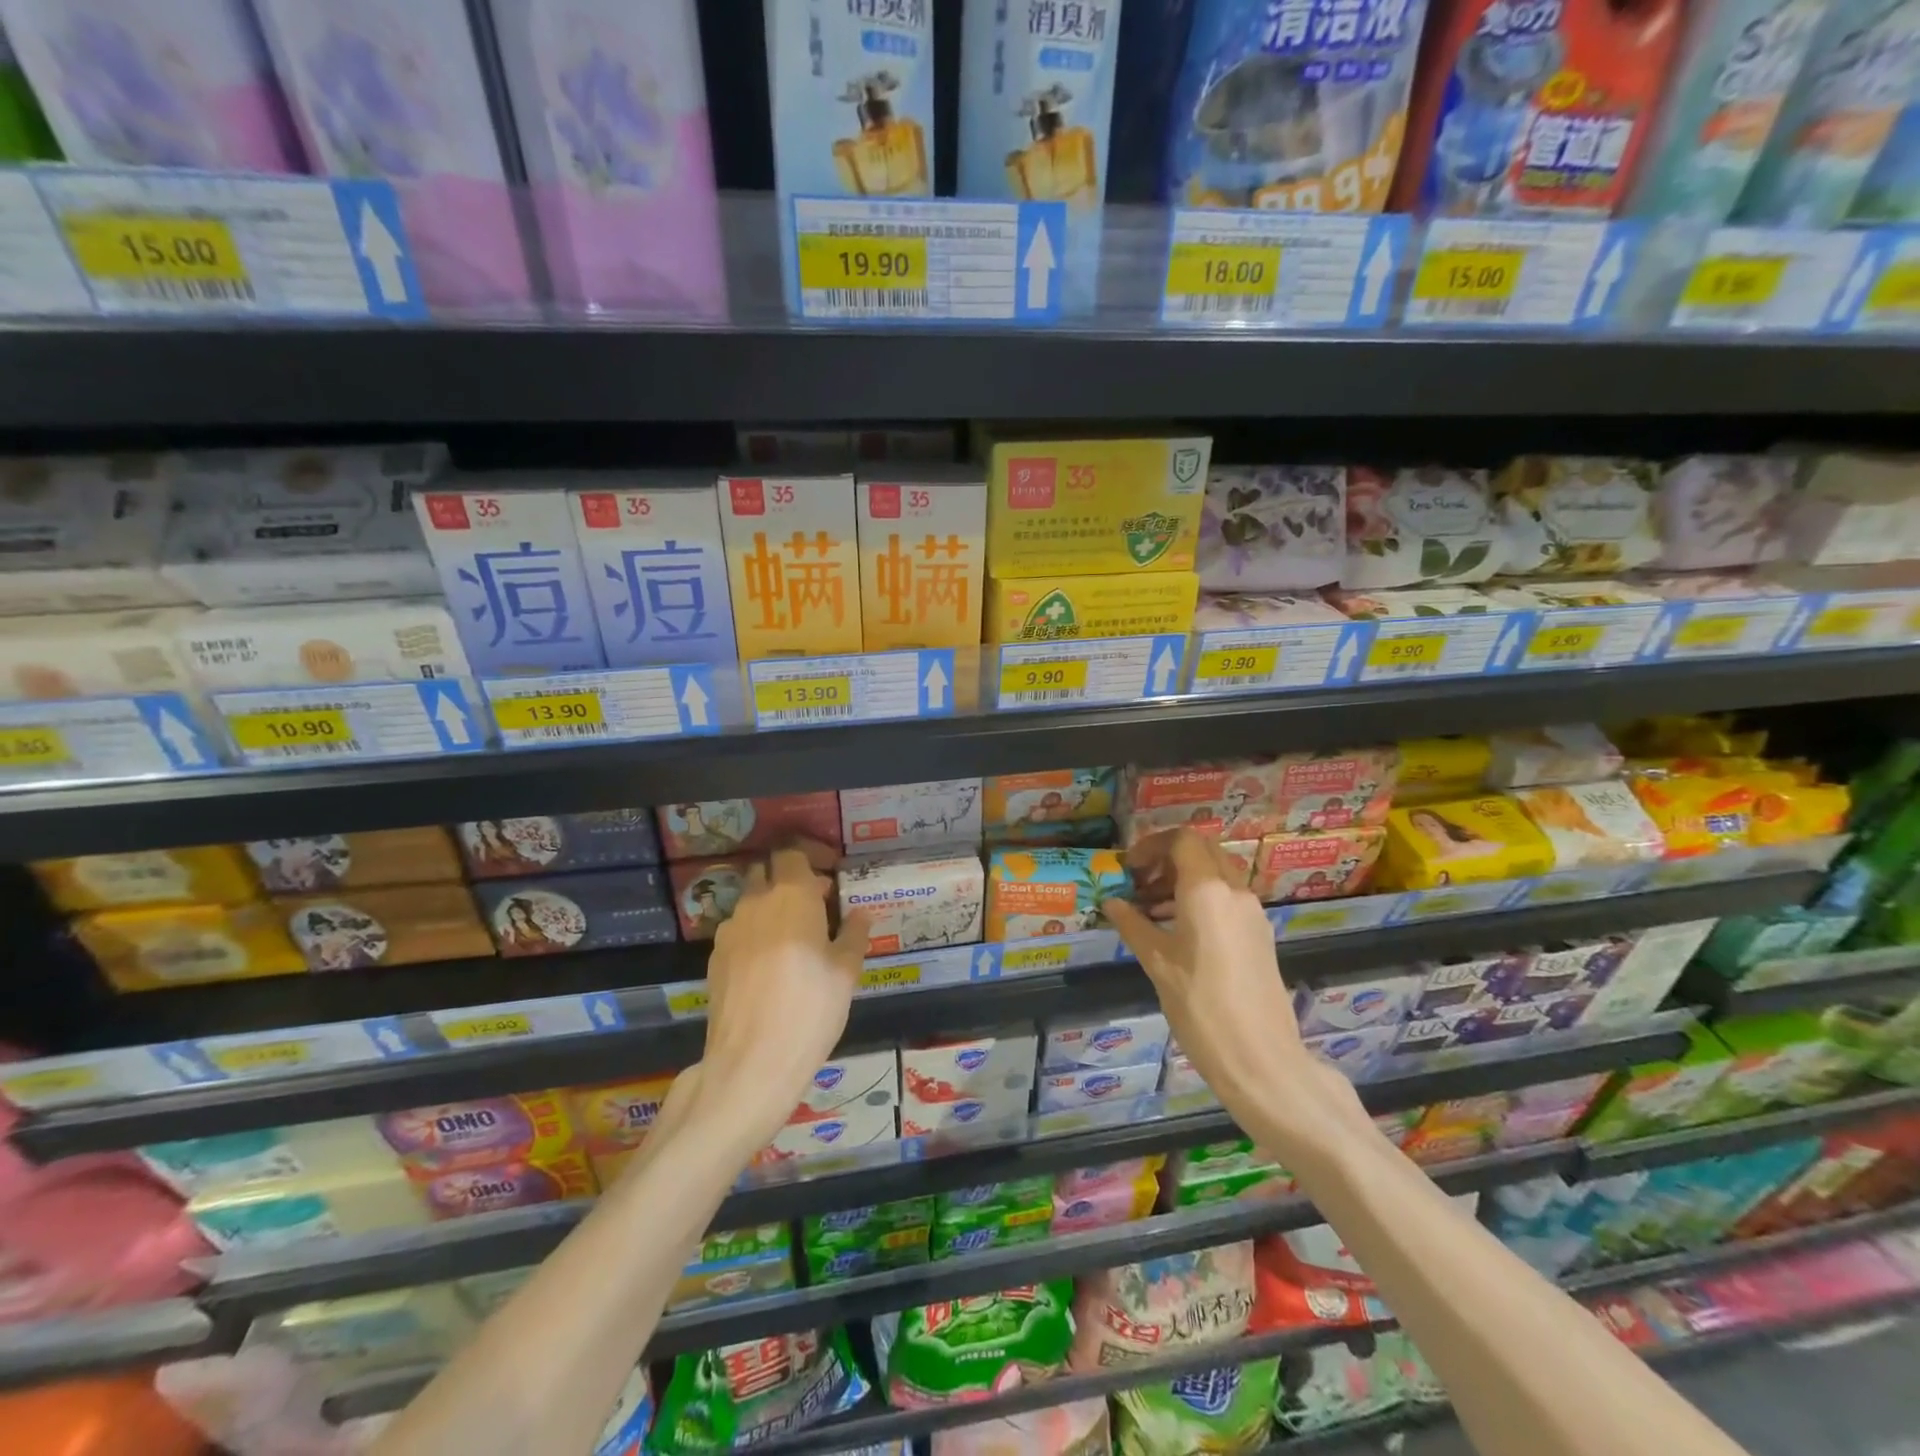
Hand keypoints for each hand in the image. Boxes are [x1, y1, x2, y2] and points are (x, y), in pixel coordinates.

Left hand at [695, 841, 870, 1156]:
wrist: (751, 1062)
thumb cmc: (810, 1009)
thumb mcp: (846, 972)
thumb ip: (853, 935)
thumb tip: (860, 914)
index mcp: (791, 895)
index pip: (792, 853)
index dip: (810, 858)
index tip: (829, 878)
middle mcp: (755, 902)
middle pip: (766, 873)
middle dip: (788, 879)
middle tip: (815, 905)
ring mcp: (730, 930)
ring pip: (750, 902)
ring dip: (771, 907)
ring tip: (794, 939)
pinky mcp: (714, 958)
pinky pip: (739, 931)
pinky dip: (755, 934)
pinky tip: (770, 966)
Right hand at [1104, 830, 1368, 1150]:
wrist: (1262, 1060)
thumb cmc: (1201, 1007)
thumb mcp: (1157, 964)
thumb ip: (1133, 925)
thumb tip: (1111, 902)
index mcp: (1207, 891)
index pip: (1182, 840)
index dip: (1151, 845)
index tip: (1129, 868)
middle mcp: (1235, 891)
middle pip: (1202, 850)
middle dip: (1168, 858)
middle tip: (1139, 883)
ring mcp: (1253, 913)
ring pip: (1217, 873)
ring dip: (1184, 878)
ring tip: (1151, 908)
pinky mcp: (1260, 934)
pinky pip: (1228, 897)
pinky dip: (1201, 898)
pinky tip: (1178, 930)